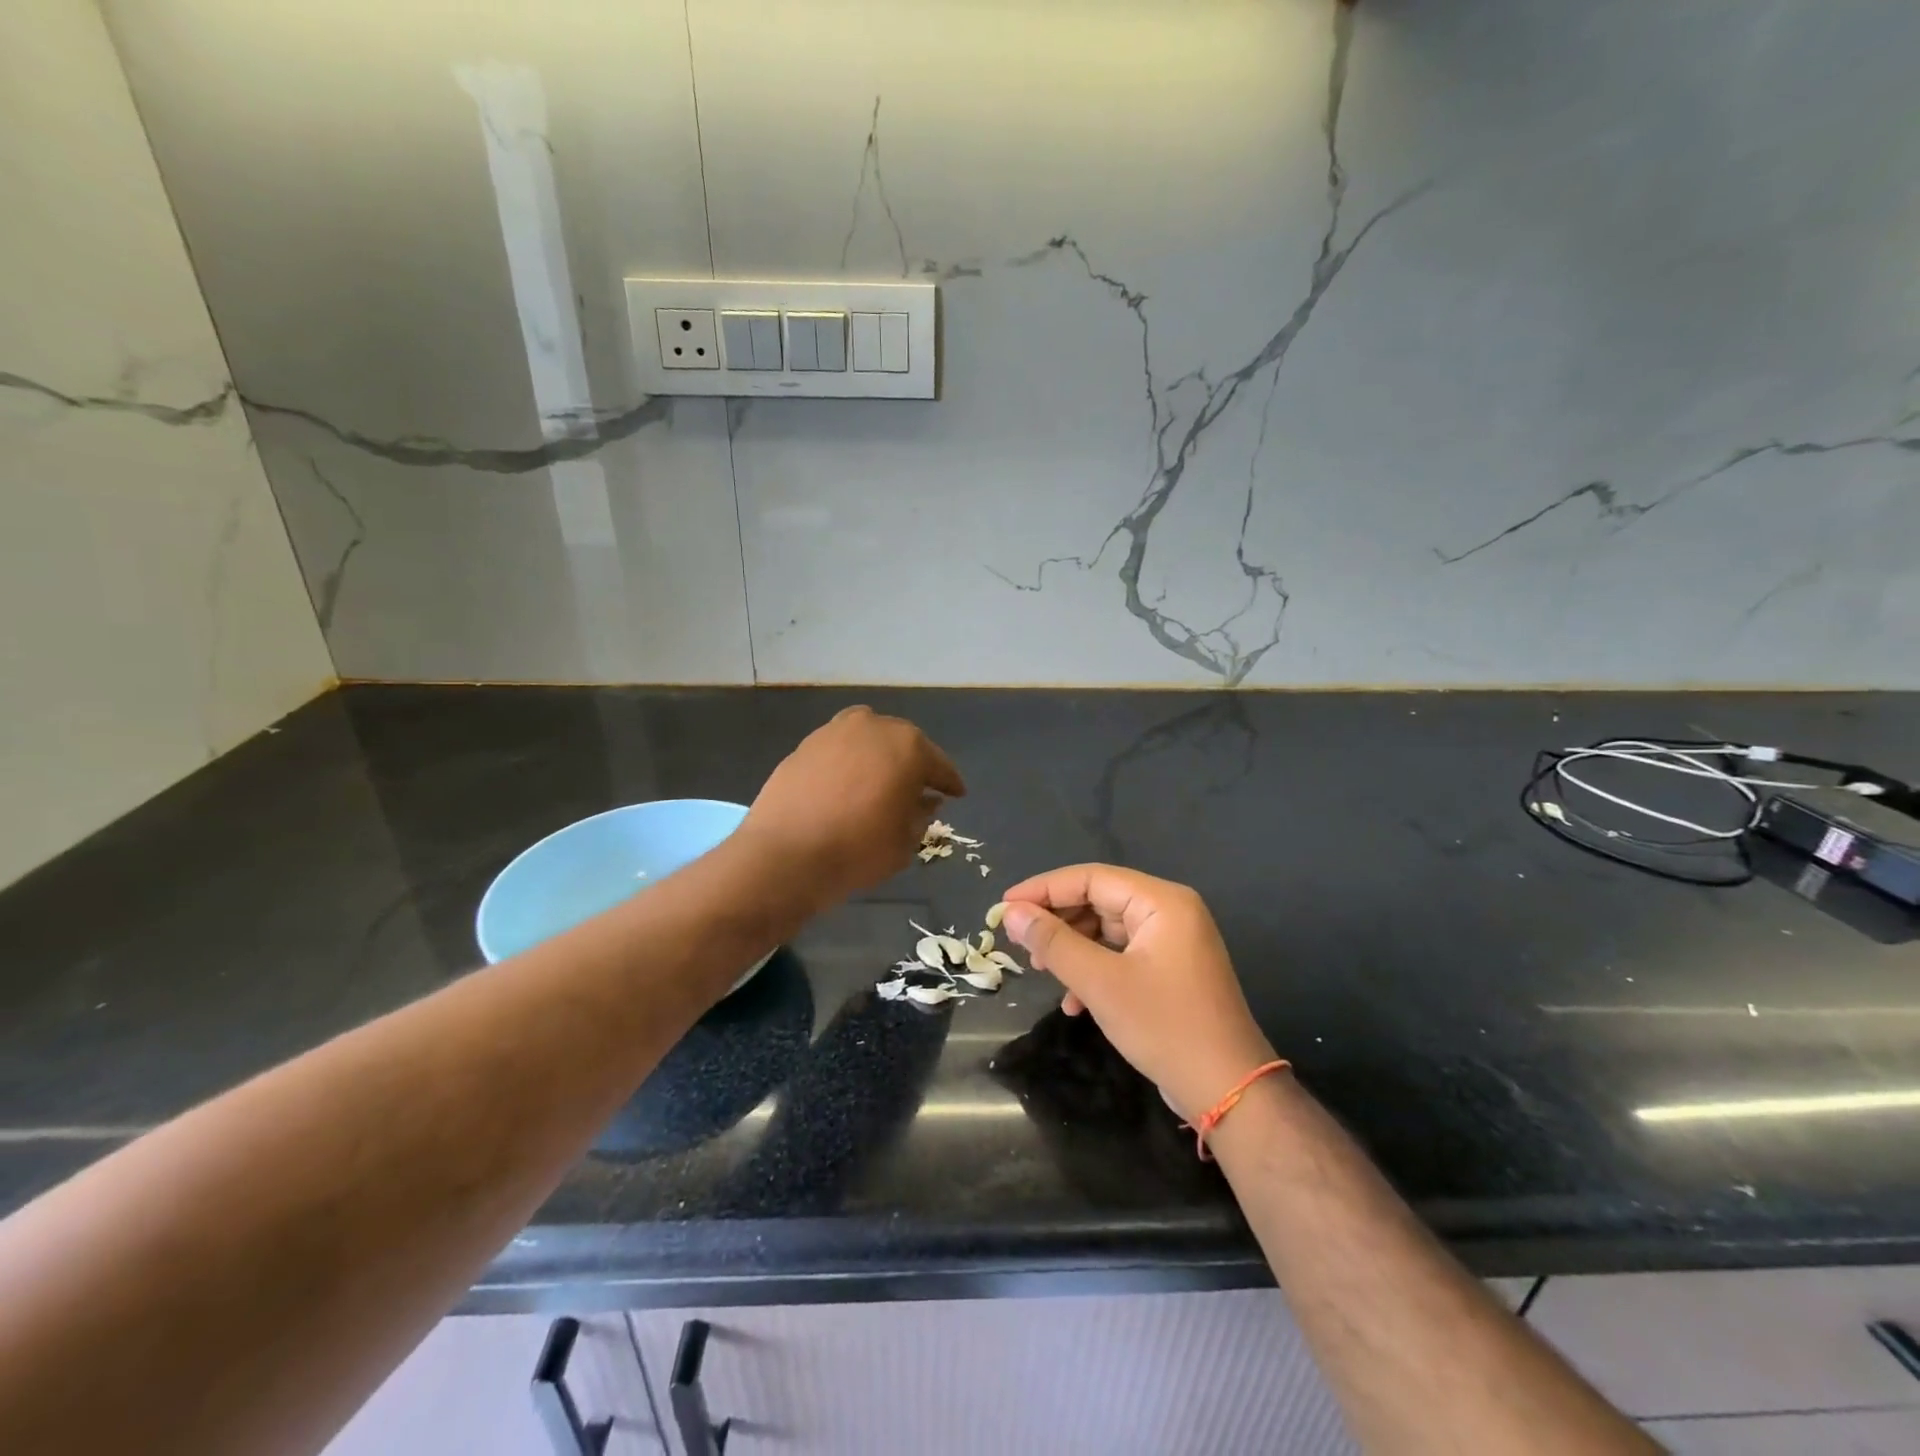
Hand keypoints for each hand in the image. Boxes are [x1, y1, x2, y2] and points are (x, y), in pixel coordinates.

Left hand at [740, 706, 964, 910]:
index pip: (939, 765)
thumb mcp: (905, 841)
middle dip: (912, 765)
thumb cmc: (859, 849)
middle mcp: (873, 726)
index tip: (957, 795)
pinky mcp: (804, 746)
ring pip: (867, 741)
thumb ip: (921, 814)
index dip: (949, 783)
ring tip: (879, 784)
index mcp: (908, 746)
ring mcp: (834, 732)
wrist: (785, 854)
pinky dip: (848, 764)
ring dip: (877, 758)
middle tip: (918, 789)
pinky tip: (846, 786)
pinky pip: (838, 751)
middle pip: (902, 744)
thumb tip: (925, 800)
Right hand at [1000, 865, 1277, 1120]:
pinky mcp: (1170, 971)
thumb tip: (1012, 912)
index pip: (1091, 878)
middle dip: (1058, 921)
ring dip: (1072, 949)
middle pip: (1099, 900)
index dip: (1044, 889)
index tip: (1004, 907)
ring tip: (1040, 969)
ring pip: (1107, 930)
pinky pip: (1121, 955)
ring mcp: (1172, 942)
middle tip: (1019, 941)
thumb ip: (1053, 942)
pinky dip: (1093, 970)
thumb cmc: (1164, 1026)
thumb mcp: (1100, 982)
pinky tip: (1072, 1002)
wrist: (1229, 1090)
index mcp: (1161, 902)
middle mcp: (1170, 912)